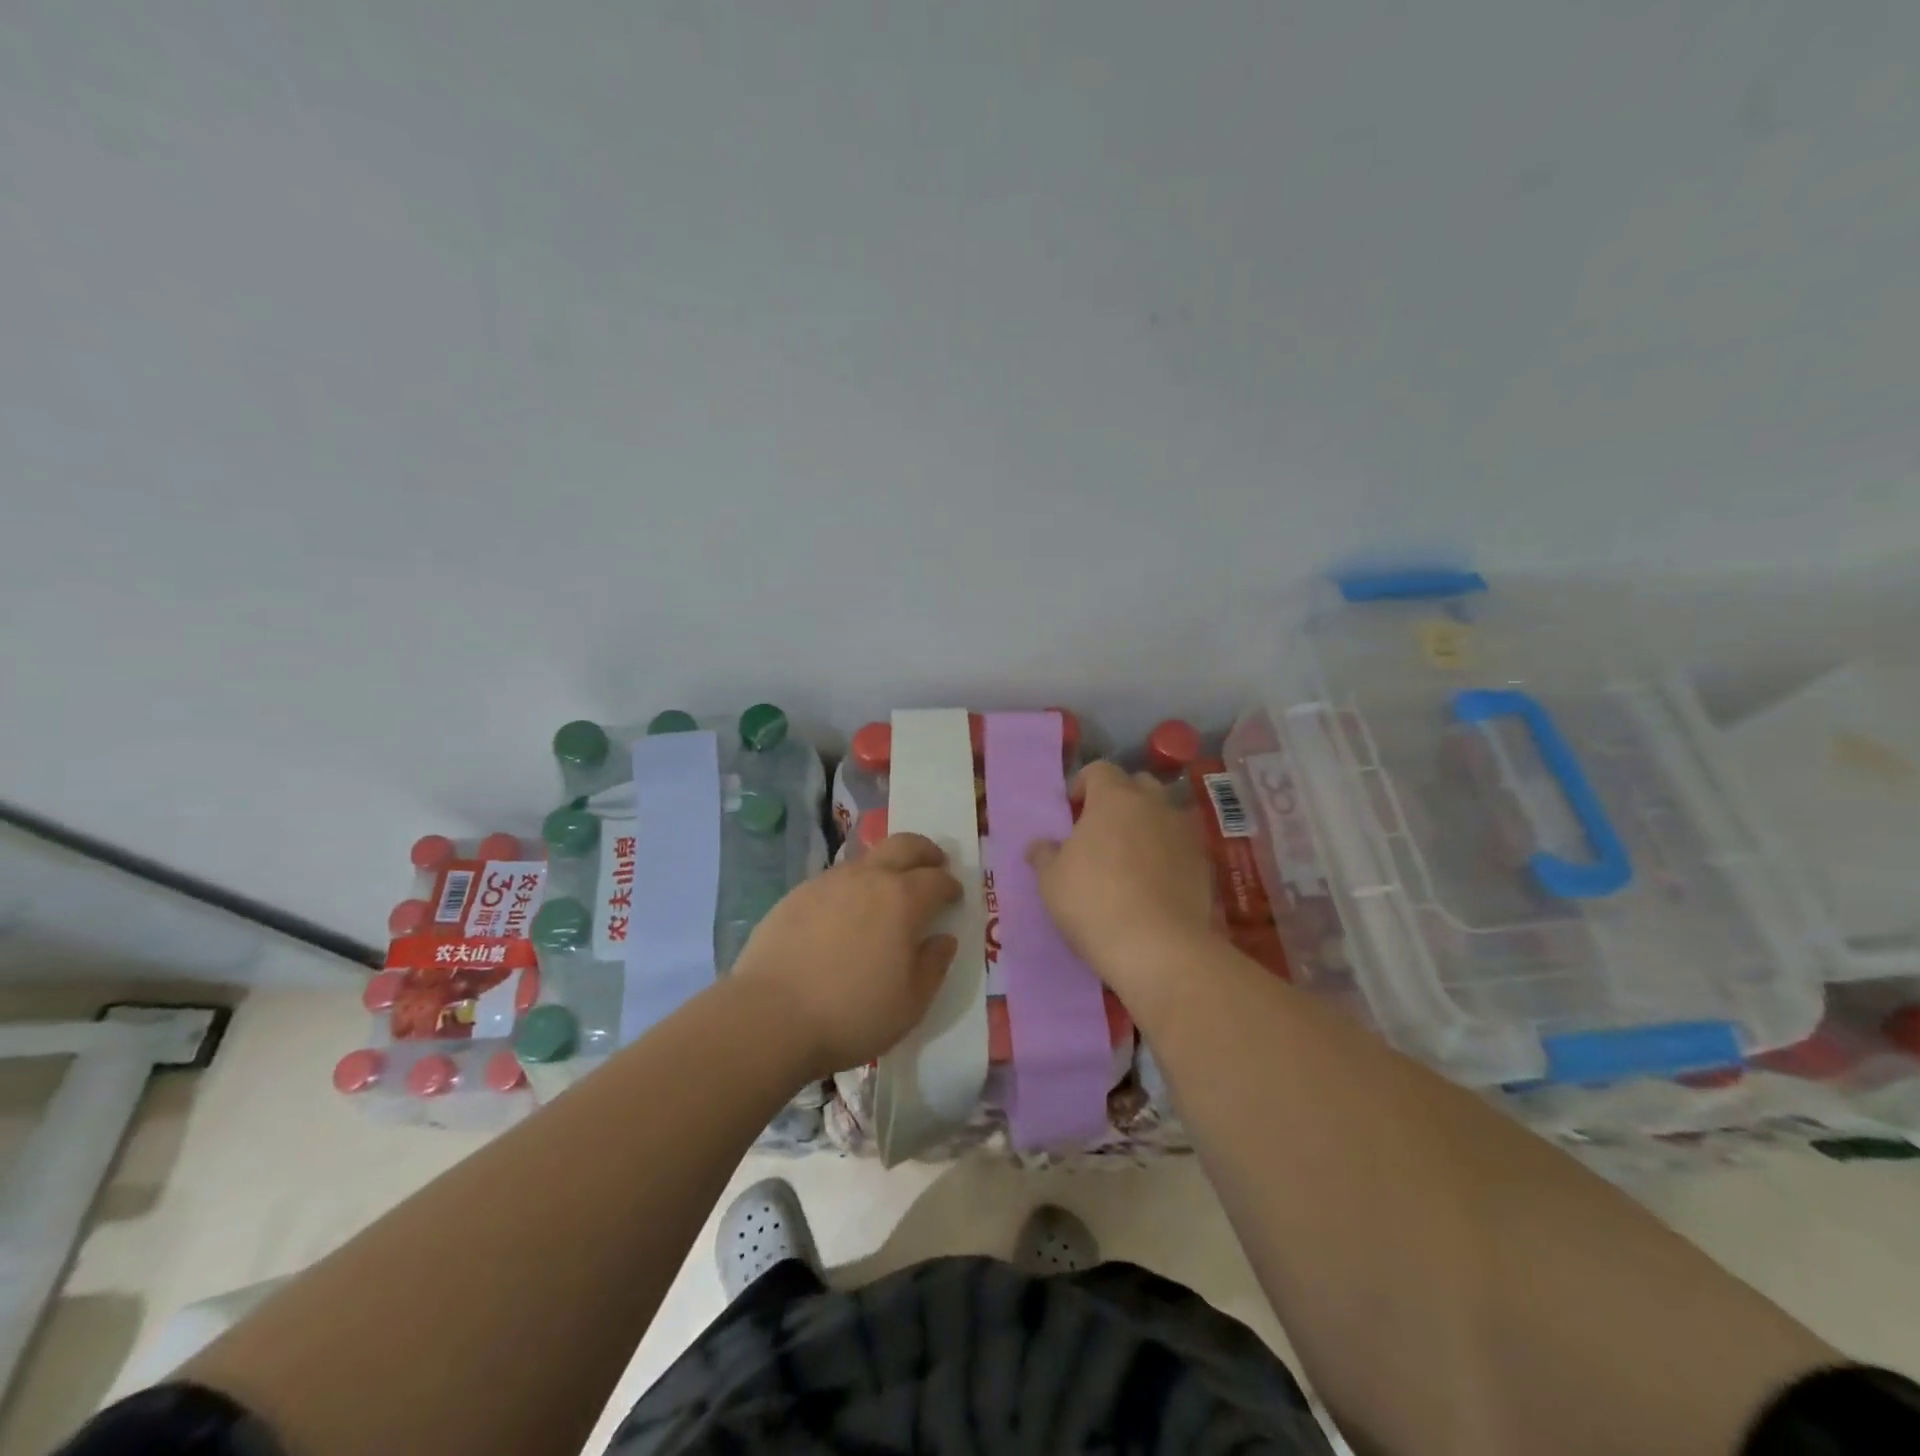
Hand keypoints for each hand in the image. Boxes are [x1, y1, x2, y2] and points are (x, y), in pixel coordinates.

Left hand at [731, 832, 961, 1079]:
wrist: (769, 1017)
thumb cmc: (851, 1014)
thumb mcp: (910, 1004)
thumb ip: (934, 966)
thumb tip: (943, 939)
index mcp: (902, 899)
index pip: (937, 879)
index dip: (950, 885)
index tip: (955, 897)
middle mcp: (867, 878)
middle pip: (904, 845)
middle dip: (925, 851)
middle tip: (933, 866)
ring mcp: (828, 882)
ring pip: (866, 860)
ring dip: (886, 868)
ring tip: (886, 895)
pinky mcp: (796, 895)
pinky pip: (835, 880)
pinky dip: (852, 888)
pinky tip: (844, 916)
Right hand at [1026, 762, 1214, 1022]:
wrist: (1158, 948)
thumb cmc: (1093, 902)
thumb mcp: (1051, 880)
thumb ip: (1044, 854)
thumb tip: (1040, 845)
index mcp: (1115, 798)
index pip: (1099, 769)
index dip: (1082, 784)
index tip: (1071, 812)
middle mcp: (1154, 805)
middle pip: (1138, 785)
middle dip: (1119, 799)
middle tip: (1100, 830)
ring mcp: (1184, 834)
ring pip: (1163, 815)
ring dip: (1146, 826)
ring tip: (1128, 858)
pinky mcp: (1204, 865)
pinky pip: (1180, 846)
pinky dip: (1167, 854)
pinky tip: (1153, 884)